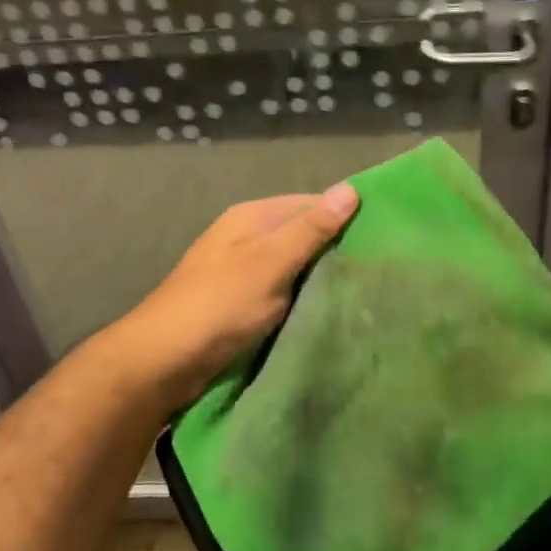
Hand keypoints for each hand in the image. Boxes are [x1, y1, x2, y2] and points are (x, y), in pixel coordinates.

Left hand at [106, 184, 359, 407]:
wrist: (164, 361)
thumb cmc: (219, 304)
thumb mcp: (270, 262)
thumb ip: (310, 229)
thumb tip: (350, 189)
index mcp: (252, 218)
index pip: (310, 204)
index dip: (345, 216)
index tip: (386, 235)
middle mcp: (248, 239)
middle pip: (304, 236)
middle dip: (337, 250)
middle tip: (382, 269)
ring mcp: (245, 273)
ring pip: (296, 268)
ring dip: (323, 279)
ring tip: (368, 290)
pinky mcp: (245, 305)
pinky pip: (285, 294)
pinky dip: (306, 300)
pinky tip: (332, 311)